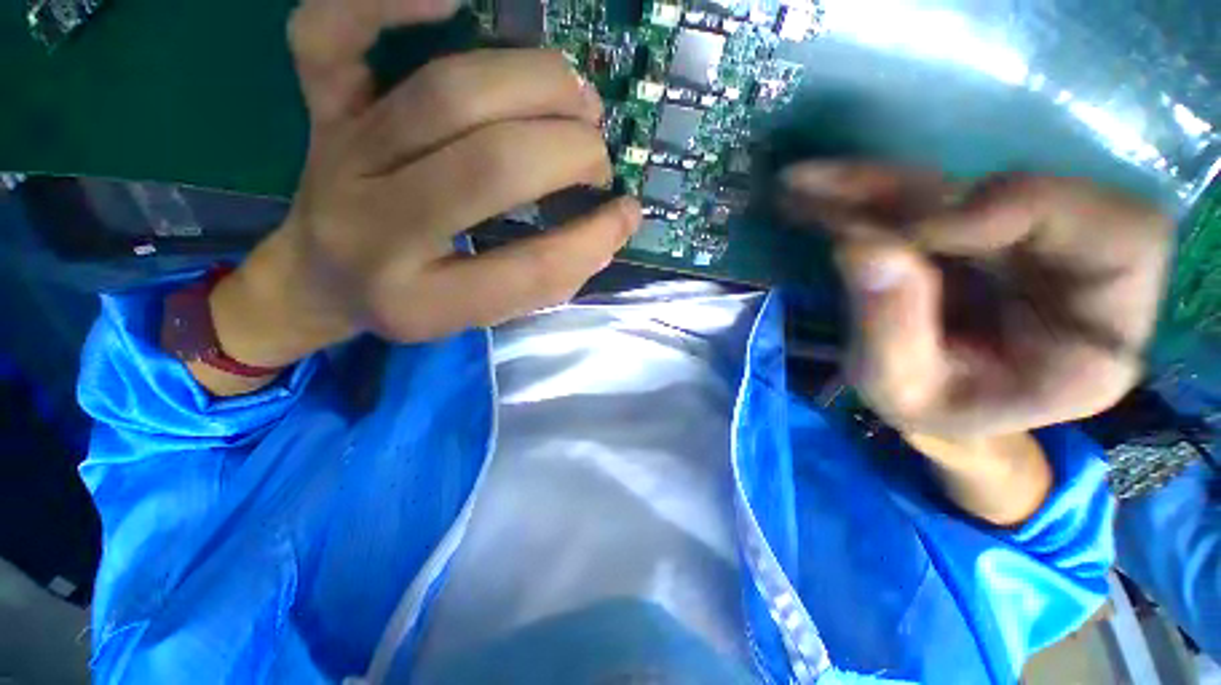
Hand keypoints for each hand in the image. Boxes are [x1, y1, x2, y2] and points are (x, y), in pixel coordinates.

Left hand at [204, 0, 640, 379]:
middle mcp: (377, 229)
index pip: (528, 270)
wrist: (322, 279)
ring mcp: (342, 157)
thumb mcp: (485, 314)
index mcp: (424, 301)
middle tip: (598, 157)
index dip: (592, 240)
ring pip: (448, 93)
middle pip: (491, 165)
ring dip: (536, 86)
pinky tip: (452, 1)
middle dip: (570, 153)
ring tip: (577, 99)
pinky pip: (329, 31)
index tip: (626, 215)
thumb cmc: (416, 300)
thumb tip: (613, 226)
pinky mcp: (321, 109)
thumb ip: (549, 279)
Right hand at [782, 163, 1172, 440]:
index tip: (922, 229)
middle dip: (910, 192)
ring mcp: (1022, 244)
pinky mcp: (976, 232)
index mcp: (1096, 337)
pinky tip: (813, 195)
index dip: (1028, 209)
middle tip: (819, 189)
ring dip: (872, 186)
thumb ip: (890, 326)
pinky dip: (865, 195)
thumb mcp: (900, 390)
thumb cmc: (925, 413)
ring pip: (959, 188)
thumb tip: (864, 246)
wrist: (927, 405)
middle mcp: (1075, 276)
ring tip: (800, 186)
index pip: (1123, 236)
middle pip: (1018, 192)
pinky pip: (923, 199)